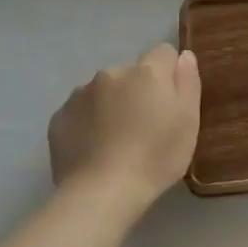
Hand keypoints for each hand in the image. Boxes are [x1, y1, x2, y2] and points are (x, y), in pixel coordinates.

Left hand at [48, 43, 201, 204]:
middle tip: (145, 127)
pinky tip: (95, 149)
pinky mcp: (59, 117)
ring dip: (112, 105)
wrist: (101, 193)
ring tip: (116, 141)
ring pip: (104, 91)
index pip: (163, 53)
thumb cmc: (155, 157)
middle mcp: (111, 73)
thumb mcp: (189, 121)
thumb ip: (188, 82)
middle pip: (132, 73)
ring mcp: (80, 94)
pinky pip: (81, 111)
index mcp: (146, 72)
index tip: (170, 103)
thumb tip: (184, 55)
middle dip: (138, 91)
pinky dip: (89, 122)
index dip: (169, 75)